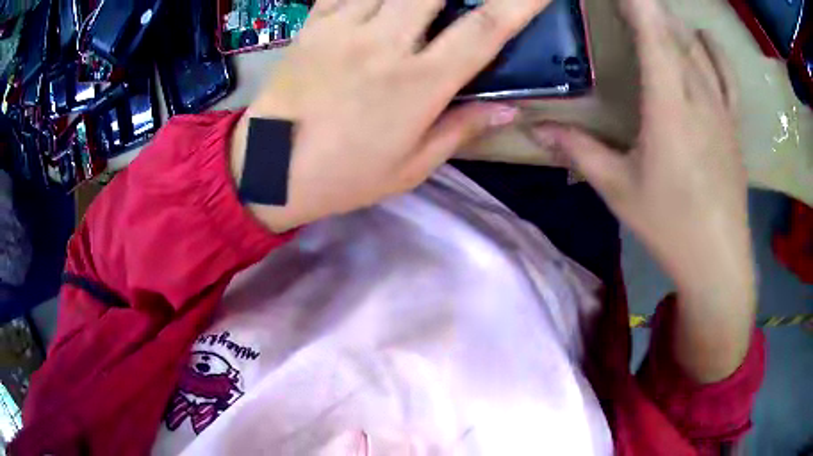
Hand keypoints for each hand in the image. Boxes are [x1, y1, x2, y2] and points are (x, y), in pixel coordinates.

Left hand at [231, 0, 551, 231]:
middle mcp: (385, 43)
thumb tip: (509, 108)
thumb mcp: (411, 166)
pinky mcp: (312, 25)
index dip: (520, 3)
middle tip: (461, 0)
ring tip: (420, 5)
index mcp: (419, 83)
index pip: (484, 29)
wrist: (267, 171)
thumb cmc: (343, 176)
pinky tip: (378, 1)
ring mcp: (343, 28)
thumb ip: (462, 128)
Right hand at [532, 0, 755, 381]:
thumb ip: (578, 152)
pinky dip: (713, 50)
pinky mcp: (733, 125)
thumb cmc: (670, 227)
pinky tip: (702, 38)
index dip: (636, 4)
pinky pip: (727, 75)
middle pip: (673, 33)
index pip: (653, 34)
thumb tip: (535, 129)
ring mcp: (721, 109)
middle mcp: (699, 96)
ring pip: (697, 49)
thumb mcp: (619, 190)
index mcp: (669, 107)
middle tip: (627, 6)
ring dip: (673, 26)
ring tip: (654, 16)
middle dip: (648, 10)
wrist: (719, 261)